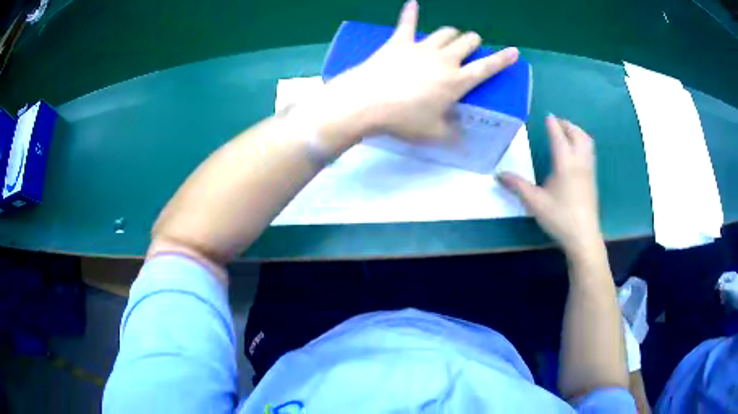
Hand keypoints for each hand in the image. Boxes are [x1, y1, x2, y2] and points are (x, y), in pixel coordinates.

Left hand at [305, 0, 518, 151]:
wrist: (367, 103)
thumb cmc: (403, 120)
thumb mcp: (433, 134)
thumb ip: (451, 134)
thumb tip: (461, 138)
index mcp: (457, 81)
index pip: (487, 68)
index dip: (502, 60)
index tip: (514, 51)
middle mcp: (444, 59)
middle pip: (467, 42)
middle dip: (473, 42)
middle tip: (470, 47)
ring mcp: (421, 47)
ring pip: (445, 32)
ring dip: (452, 33)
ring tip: (451, 37)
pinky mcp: (399, 42)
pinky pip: (406, 23)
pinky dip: (410, 12)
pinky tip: (412, 2)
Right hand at [499, 116, 601, 253]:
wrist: (583, 237)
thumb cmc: (559, 218)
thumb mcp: (535, 202)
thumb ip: (517, 186)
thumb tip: (498, 175)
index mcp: (565, 164)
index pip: (558, 137)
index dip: (552, 125)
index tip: (547, 116)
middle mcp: (579, 162)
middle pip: (578, 135)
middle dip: (568, 125)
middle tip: (557, 124)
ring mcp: (588, 171)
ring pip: (587, 143)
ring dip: (577, 133)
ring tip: (567, 134)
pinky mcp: (592, 179)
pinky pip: (590, 153)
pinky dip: (582, 144)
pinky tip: (575, 153)